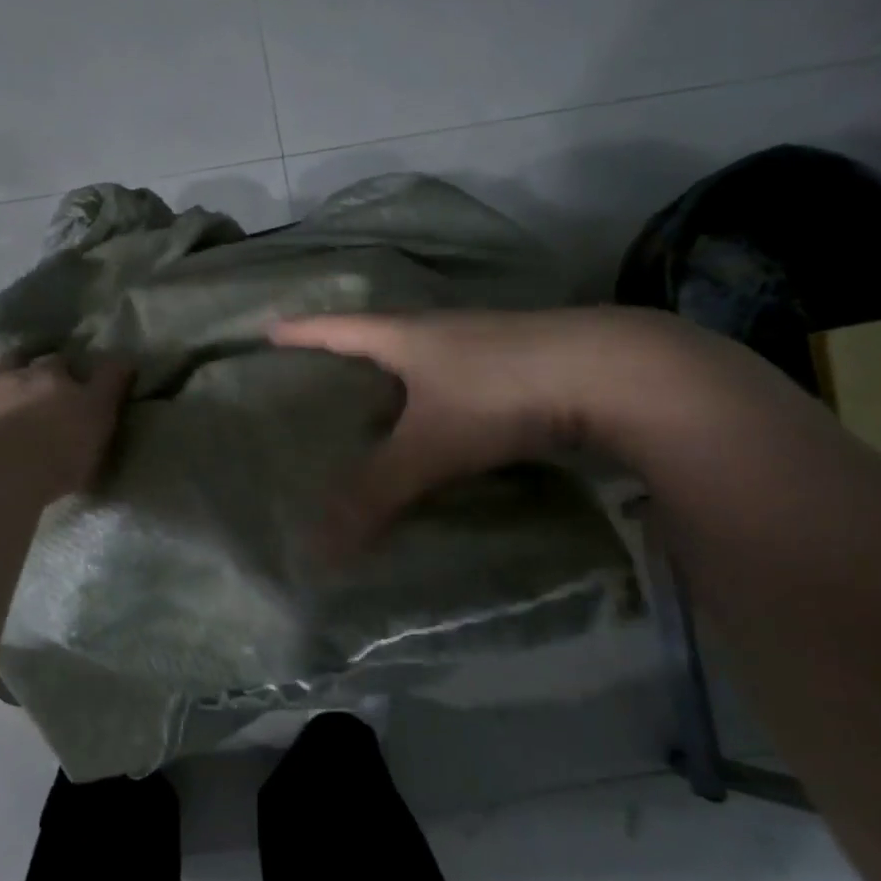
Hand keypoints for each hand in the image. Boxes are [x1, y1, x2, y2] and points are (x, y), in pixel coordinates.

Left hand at [0, 353, 133, 501]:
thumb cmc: (59, 444)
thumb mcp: (100, 413)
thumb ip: (111, 384)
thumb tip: (126, 357)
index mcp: (51, 375)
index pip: (64, 361)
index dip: (71, 366)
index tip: (76, 375)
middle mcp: (13, 378)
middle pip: (18, 361)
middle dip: (27, 366)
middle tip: (36, 381)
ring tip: (4, 401)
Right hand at [271, 308, 699, 552]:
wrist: (612, 373)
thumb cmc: (500, 394)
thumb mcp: (429, 447)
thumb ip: (375, 496)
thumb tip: (318, 553)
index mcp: (406, 336)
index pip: (337, 328)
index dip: (301, 332)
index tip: (268, 331)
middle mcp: (441, 331)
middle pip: (379, 337)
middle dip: (345, 354)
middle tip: (315, 379)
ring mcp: (484, 345)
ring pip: (423, 360)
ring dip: (395, 378)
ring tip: (370, 408)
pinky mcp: (519, 366)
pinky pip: (458, 381)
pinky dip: (436, 399)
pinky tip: (440, 424)